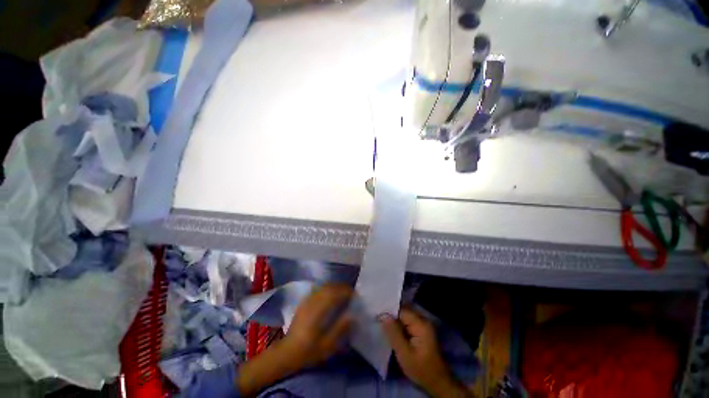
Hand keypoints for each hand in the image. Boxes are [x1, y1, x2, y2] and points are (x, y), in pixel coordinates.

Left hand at [237, 284, 352, 395]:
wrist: (287, 352)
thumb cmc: (308, 351)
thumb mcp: (327, 345)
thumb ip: (340, 329)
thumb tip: (352, 315)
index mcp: (318, 311)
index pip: (335, 293)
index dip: (346, 292)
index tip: (355, 295)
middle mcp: (313, 301)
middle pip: (330, 287)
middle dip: (342, 287)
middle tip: (351, 294)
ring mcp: (307, 300)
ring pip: (324, 286)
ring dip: (336, 287)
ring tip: (343, 293)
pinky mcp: (305, 301)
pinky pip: (319, 289)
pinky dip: (328, 289)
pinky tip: (331, 296)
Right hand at [380, 308, 471, 397]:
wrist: (437, 382)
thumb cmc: (420, 369)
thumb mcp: (404, 354)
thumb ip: (394, 333)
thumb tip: (383, 315)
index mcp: (420, 324)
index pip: (401, 310)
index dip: (389, 312)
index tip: (377, 316)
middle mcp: (423, 320)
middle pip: (403, 311)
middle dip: (391, 315)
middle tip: (378, 320)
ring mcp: (423, 325)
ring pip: (405, 316)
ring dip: (395, 320)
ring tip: (382, 324)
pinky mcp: (421, 330)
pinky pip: (408, 322)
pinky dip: (400, 325)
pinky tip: (392, 331)